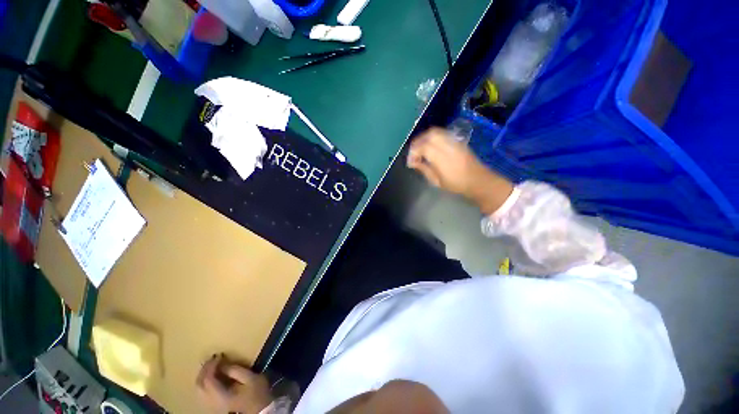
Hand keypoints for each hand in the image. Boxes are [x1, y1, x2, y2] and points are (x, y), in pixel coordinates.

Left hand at [196, 354, 271, 413]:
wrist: (260, 410)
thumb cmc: (256, 393)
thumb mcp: (251, 378)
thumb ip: (236, 370)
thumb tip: (223, 364)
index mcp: (220, 396)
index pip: (208, 379)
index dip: (211, 366)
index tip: (219, 355)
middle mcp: (211, 402)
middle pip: (199, 385)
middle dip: (204, 369)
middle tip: (213, 358)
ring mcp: (212, 405)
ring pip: (199, 389)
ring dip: (203, 375)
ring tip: (212, 364)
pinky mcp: (214, 406)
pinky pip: (203, 392)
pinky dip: (205, 381)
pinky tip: (212, 375)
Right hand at [407, 127, 513, 214]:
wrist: (478, 180)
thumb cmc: (456, 184)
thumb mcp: (437, 181)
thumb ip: (424, 169)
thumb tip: (413, 162)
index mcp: (443, 159)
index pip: (424, 147)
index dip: (414, 152)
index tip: (411, 162)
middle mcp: (449, 147)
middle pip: (430, 135)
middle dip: (418, 142)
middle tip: (413, 152)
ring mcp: (455, 142)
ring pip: (436, 131)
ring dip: (424, 137)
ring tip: (420, 148)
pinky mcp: (458, 141)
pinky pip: (442, 133)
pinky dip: (432, 137)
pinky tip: (430, 145)